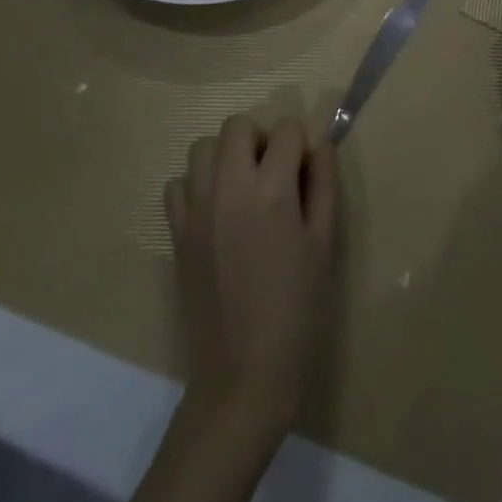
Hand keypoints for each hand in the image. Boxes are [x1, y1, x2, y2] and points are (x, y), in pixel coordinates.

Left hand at [164, 115, 337, 437]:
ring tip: (244, 188)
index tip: (305, 174)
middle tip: (274, 174)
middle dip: (260, 138)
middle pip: (237, 125)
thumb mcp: (325, 243)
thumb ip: (323, 185)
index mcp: (271, 191)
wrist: (243, 376)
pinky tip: (216, 212)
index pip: (286, 130)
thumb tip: (319, 145)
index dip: (301, 145)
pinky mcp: (176, 233)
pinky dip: (197, 185)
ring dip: (226, 156)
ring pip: (202, 147)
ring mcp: (196, 210)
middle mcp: (228, 188)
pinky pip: (178, 184)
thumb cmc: (297, 310)